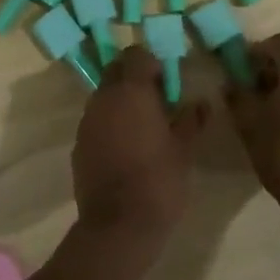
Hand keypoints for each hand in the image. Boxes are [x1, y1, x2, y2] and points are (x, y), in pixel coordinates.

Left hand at [71, 46, 203, 252]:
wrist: (119, 224)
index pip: (135, 55)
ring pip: (103, 96)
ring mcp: (87, 121)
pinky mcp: (78, 144)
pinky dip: (109, 124)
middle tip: (156, 101)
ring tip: (142, 127)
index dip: (152, 63)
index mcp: (131, 91)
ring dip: (120, 101)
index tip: (166, 83)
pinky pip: (95, 121)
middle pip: (115, 71)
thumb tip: (201, 103)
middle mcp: (104, 98)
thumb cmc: (159, 180)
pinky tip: (125, 148)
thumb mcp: (184, 150)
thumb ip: (191, 120)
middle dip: (133, 78)